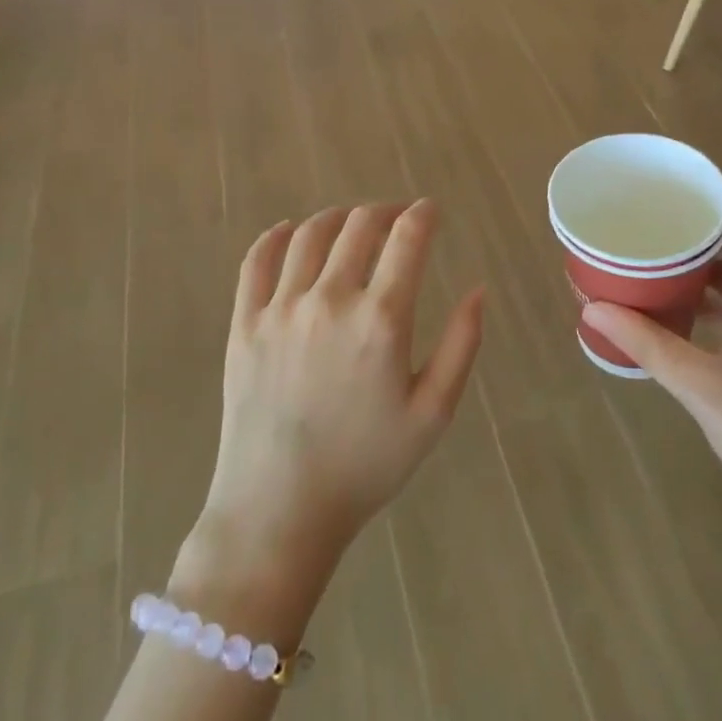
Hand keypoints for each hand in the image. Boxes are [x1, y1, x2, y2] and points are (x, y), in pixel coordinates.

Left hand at [188, 201, 483, 588]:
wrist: (279, 509)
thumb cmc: (365, 465)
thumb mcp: (432, 414)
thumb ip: (461, 346)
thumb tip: (478, 291)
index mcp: (381, 319)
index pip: (407, 238)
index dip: (424, 214)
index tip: (431, 211)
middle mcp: (329, 300)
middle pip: (359, 225)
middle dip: (386, 212)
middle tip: (397, 218)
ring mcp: (281, 308)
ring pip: (310, 234)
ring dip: (338, 218)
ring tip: (352, 223)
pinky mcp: (243, 323)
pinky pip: (256, 261)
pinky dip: (275, 236)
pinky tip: (288, 231)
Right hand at [581, 214, 721, 554]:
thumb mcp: (703, 386)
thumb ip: (648, 344)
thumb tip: (593, 305)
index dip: (714, 205)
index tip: (670, 191)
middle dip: (695, 237)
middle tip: (647, 224)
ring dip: (699, 273)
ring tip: (651, 259)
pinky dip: (706, 306)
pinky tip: (672, 312)